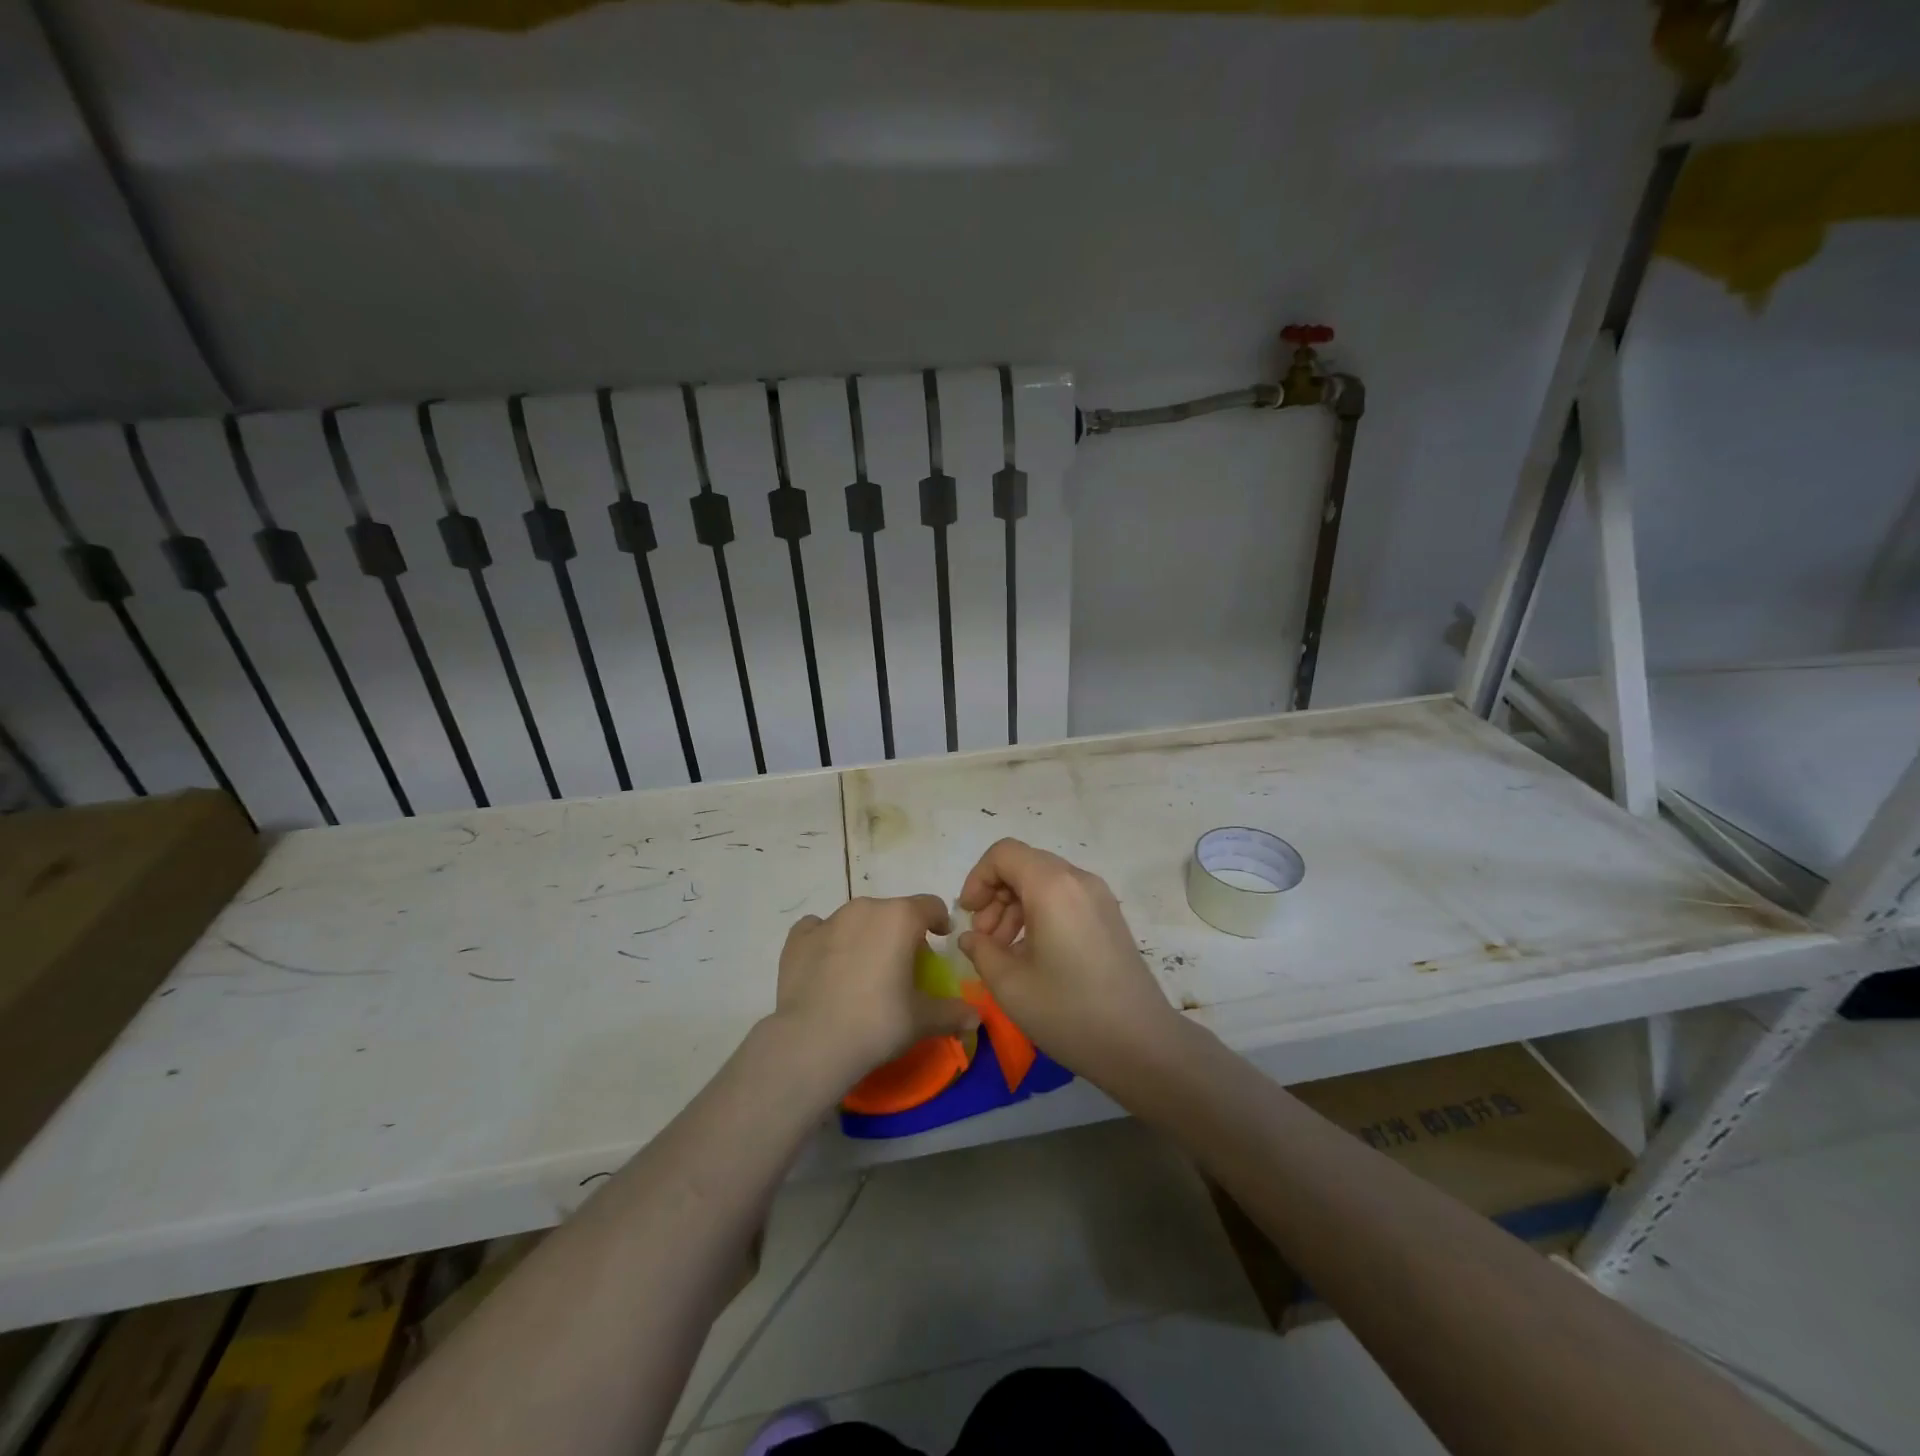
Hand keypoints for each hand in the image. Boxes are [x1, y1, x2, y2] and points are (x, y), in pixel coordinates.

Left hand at [774, 895, 979, 1084]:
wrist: (812, 1042)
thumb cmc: (877, 1022)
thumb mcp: (922, 1020)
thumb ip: (952, 1012)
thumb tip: (976, 1017)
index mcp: (900, 917)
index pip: (930, 905)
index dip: (939, 921)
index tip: (940, 940)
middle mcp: (865, 907)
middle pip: (893, 911)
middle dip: (901, 932)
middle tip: (903, 966)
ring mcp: (828, 920)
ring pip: (857, 919)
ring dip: (866, 935)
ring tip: (865, 970)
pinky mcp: (798, 938)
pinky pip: (819, 929)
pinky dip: (827, 942)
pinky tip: (828, 966)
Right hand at [957, 839, 1179, 1083]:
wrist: (1142, 1044)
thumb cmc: (1069, 1012)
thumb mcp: (1010, 985)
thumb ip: (980, 951)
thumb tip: (971, 937)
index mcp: (1052, 886)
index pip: (1004, 854)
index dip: (977, 879)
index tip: (968, 916)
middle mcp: (1078, 880)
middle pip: (1024, 865)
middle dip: (995, 896)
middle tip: (984, 940)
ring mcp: (1099, 897)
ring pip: (1044, 882)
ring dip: (1016, 907)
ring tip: (1004, 952)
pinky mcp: (1109, 917)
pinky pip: (1064, 898)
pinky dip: (1040, 914)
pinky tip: (1032, 956)